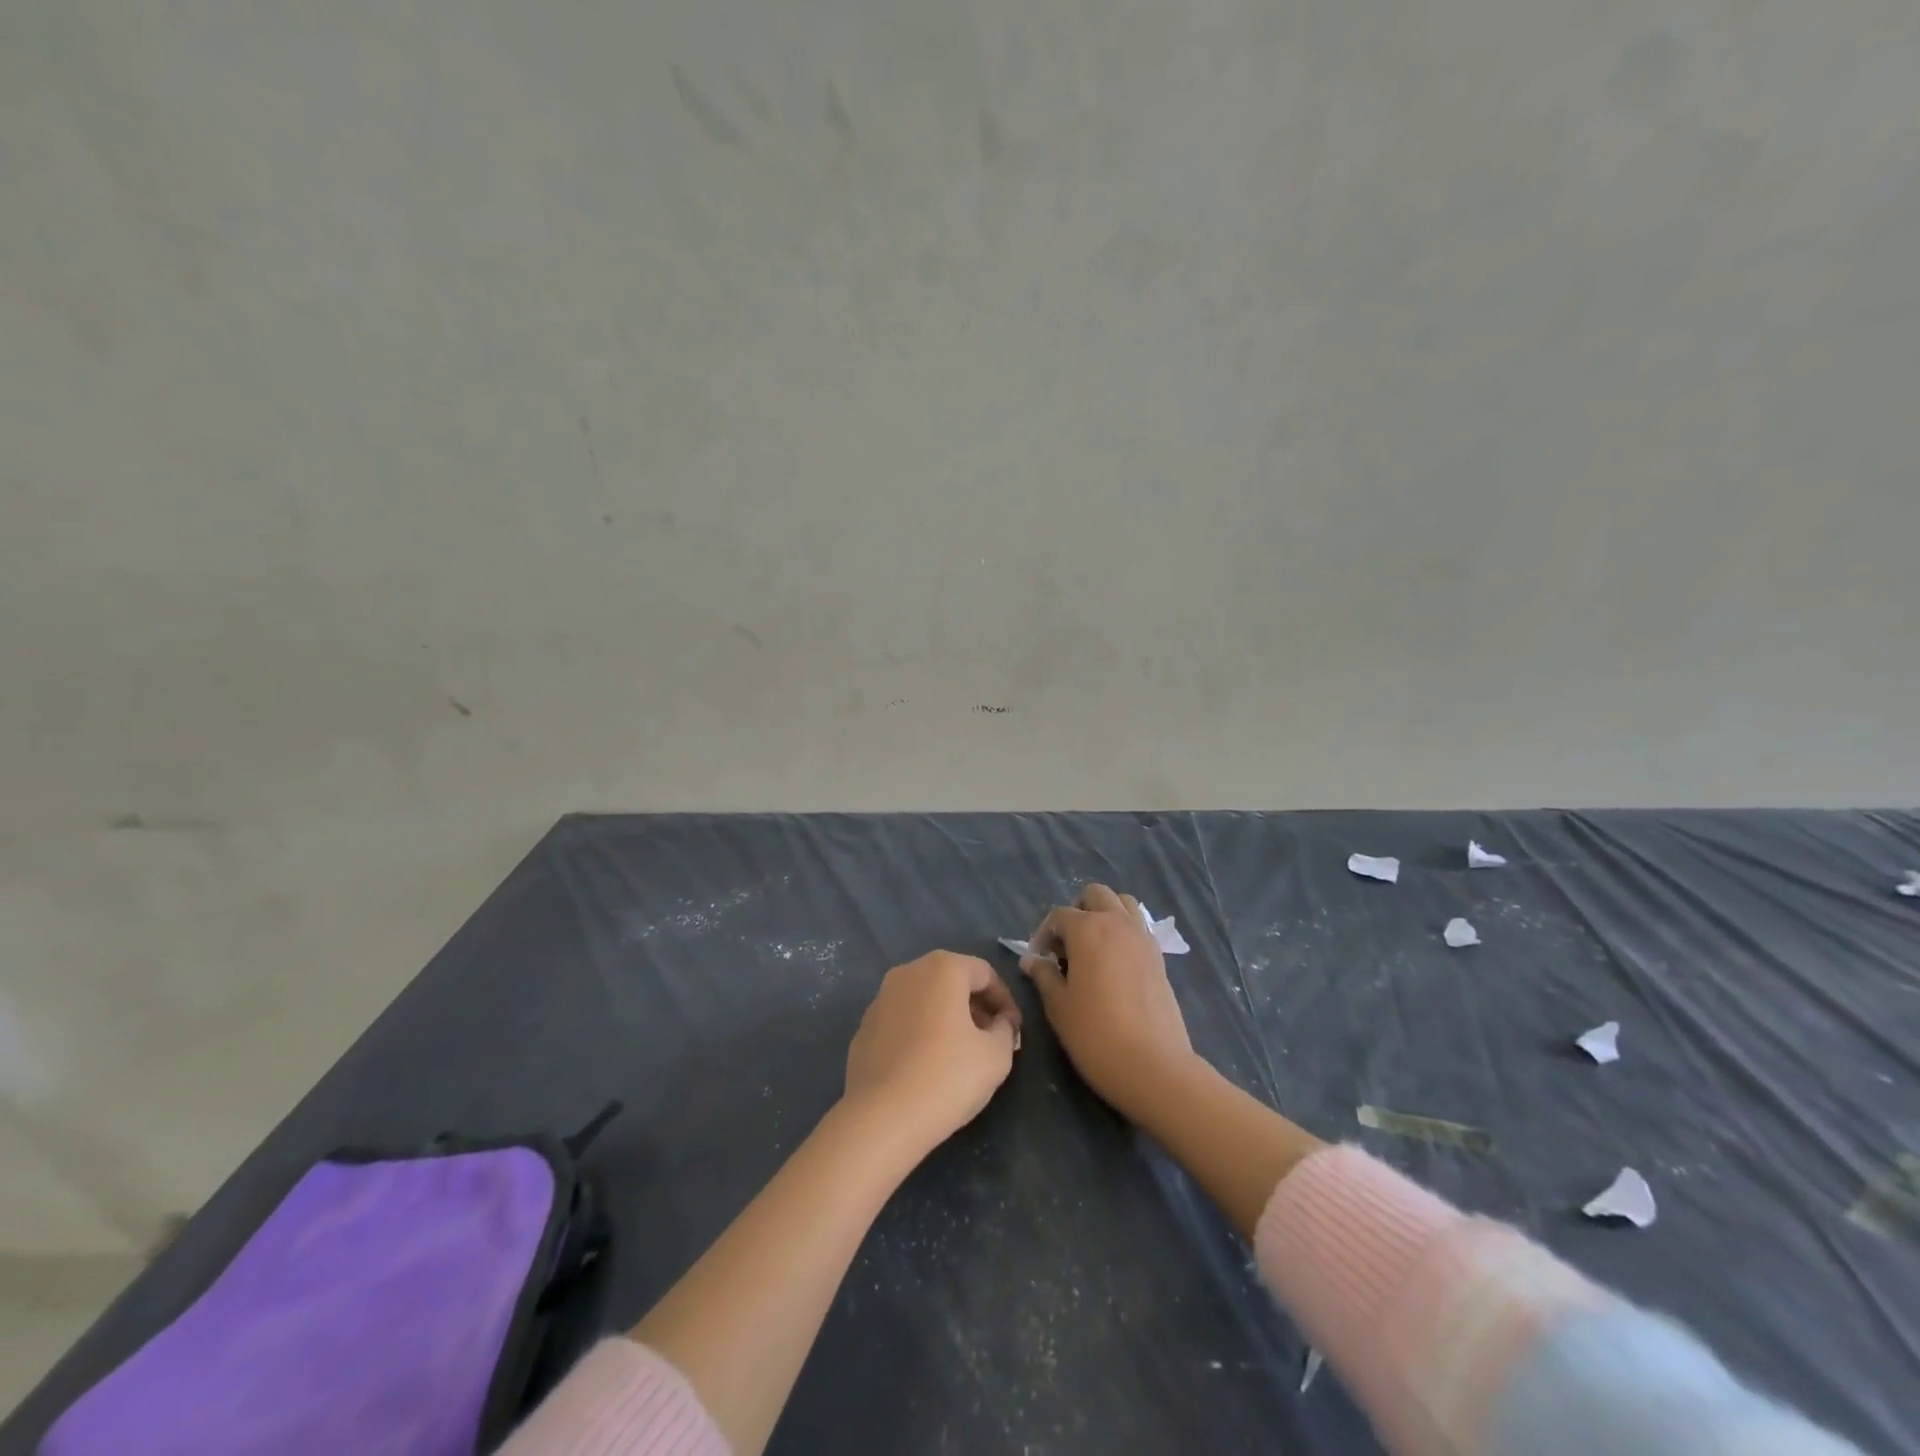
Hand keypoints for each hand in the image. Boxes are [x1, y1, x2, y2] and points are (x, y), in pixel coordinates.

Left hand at [842, 951, 1020, 1159]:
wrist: (880, 1118)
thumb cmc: (946, 1077)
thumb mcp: (996, 1056)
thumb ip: (1005, 1030)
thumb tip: (999, 1023)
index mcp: (942, 968)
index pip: (985, 973)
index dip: (1005, 1001)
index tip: (1014, 1030)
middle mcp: (908, 972)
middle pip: (952, 981)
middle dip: (976, 1006)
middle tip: (991, 1039)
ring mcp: (880, 999)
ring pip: (925, 999)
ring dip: (947, 1018)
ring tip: (961, 1053)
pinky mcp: (864, 1027)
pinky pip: (903, 1020)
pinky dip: (920, 1032)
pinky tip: (927, 1065)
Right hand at [1021, 884, 1195, 1121]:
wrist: (1154, 1066)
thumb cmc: (1096, 1035)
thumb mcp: (1059, 1006)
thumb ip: (1043, 975)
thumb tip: (1032, 960)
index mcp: (1087, 929)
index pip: (1058, 915)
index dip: (1043, 934)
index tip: (1038, 961)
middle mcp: (1117, 923)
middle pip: (1095, 895)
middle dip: (1077, 912)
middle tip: (1066, 946)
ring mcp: (1142, 937)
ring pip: (1122, 903)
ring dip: (1104, 914)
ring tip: (1092, 947)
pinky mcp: (1159, 956)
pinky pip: (1138, 926)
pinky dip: (1124, 930)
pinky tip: (1114, 962)